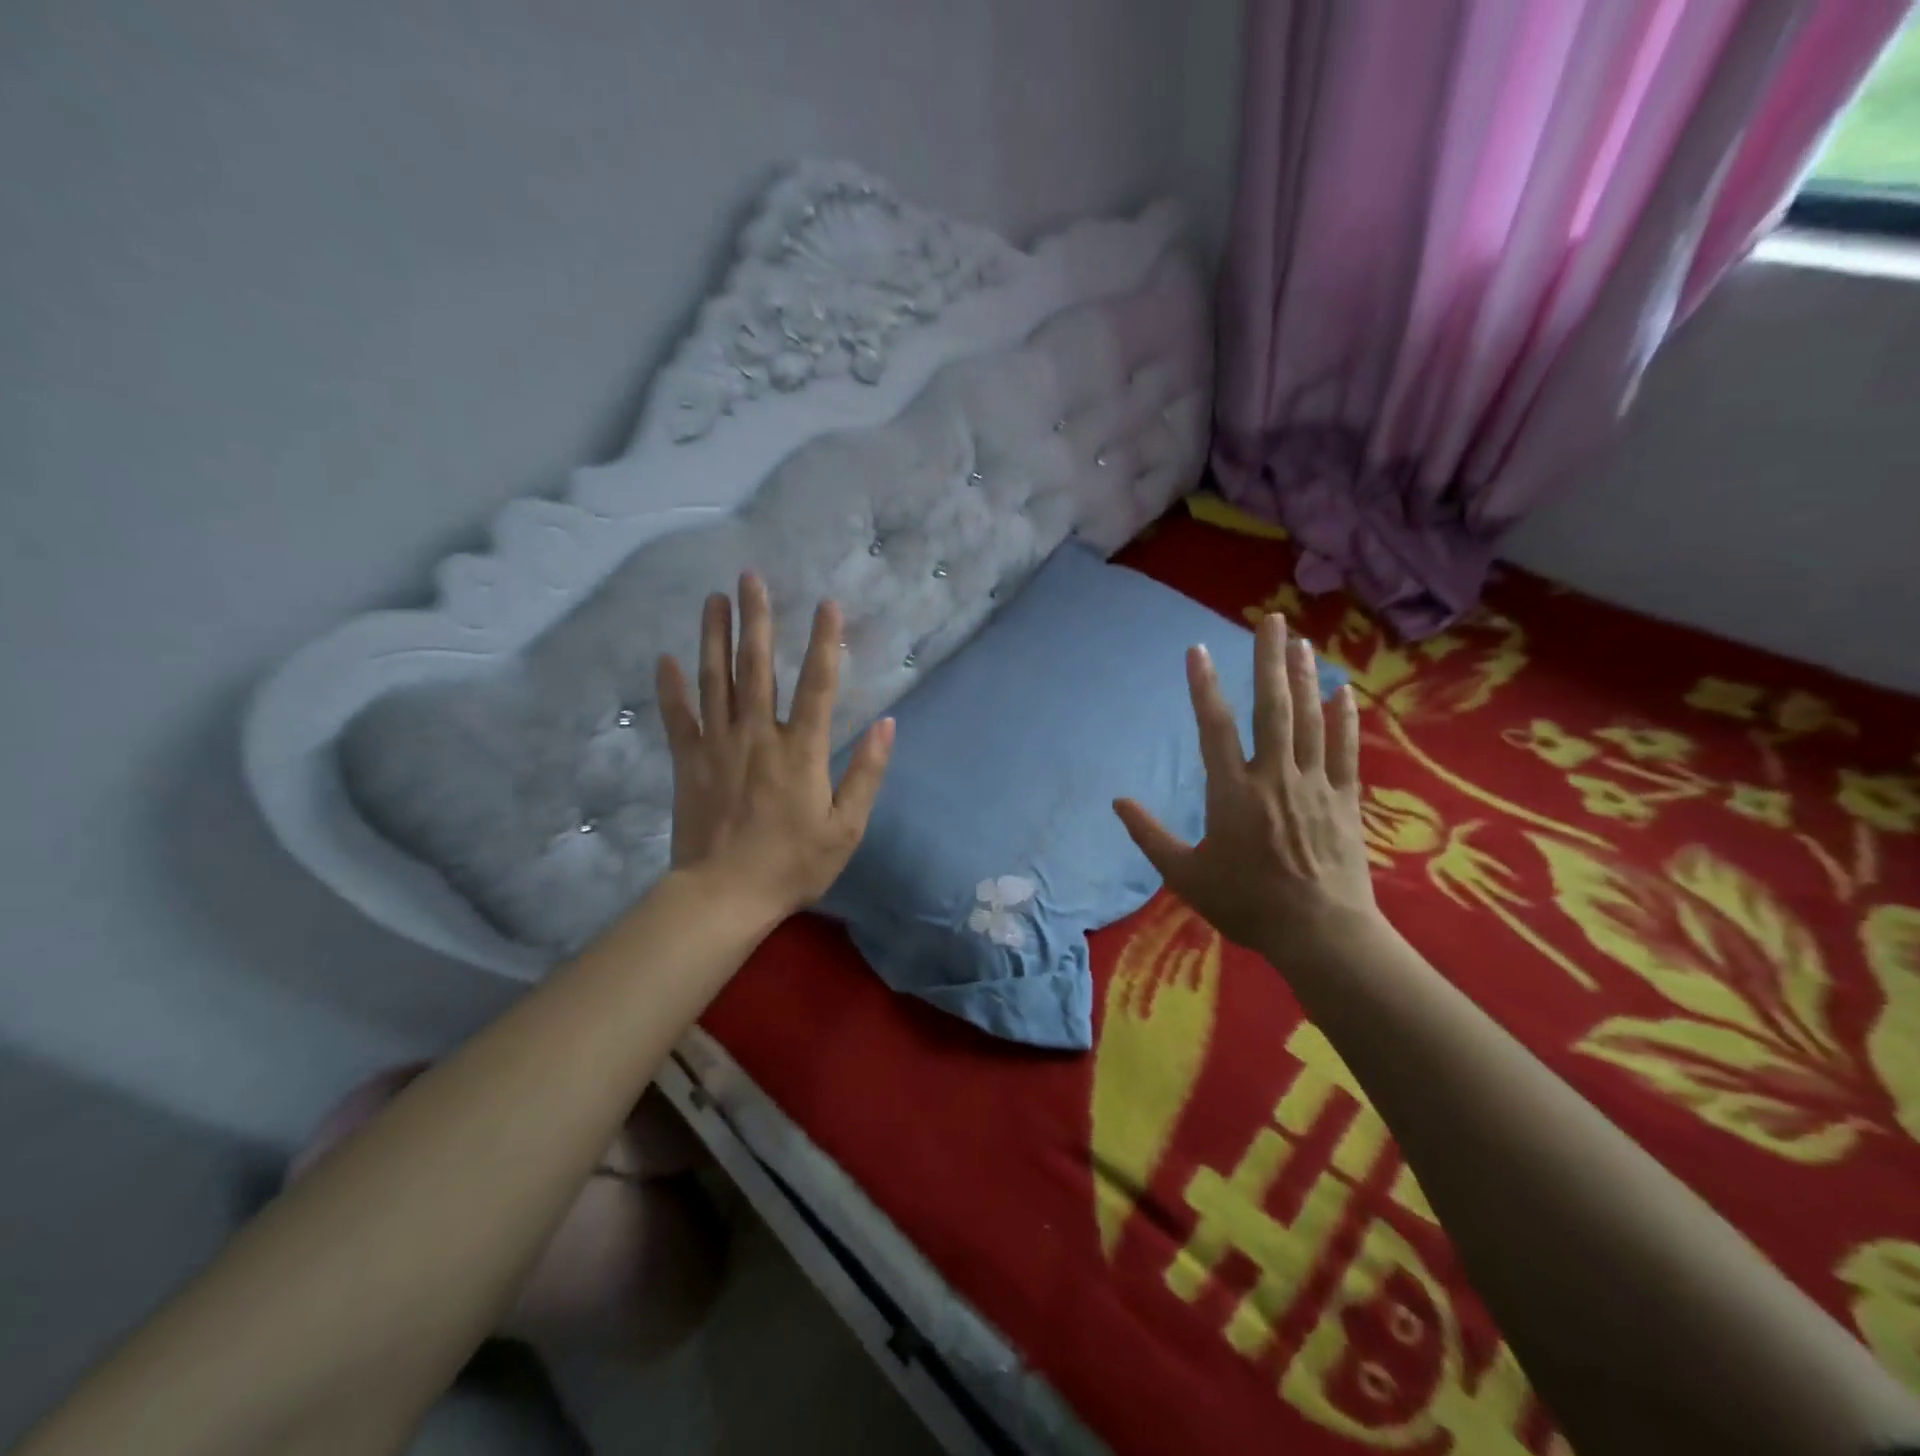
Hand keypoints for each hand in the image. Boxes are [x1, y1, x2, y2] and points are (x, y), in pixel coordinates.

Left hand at [655, 573, 893, 918]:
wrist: (724, 895)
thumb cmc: (793, 864)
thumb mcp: (846, 828)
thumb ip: (867, 773)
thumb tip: (888, 725)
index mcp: (801, 750)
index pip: (818, 684)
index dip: (825, 641)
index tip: (827, 604)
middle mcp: (758, 735)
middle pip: (757, 667)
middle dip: (757, 619)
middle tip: (750, 577)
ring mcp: (718, 745)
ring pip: (715, 680)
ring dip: (714, 636)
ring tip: (713, 599)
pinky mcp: (688, 762)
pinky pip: (678, 716)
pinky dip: (671, 687)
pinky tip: (665, 657)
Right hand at [1113, 615, 1378, 963]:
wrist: (1320, 934)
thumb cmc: (1246, 904)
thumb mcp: (1185, 876)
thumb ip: (1149, 835)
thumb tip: (1117, 802)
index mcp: (1233, 793)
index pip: (1214, 727)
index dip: (1204, 686)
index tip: (1198, 649)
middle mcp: (1274, 776)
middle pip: (1271, 708)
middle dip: (1269, 660)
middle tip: (1271, 619)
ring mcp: (1315, 785)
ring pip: (1310, 720)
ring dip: (1304, 677)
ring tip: (1301, 641)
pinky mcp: (1345, 800)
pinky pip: (1345, 751)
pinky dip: (1344, 720)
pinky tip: (1342, 691)